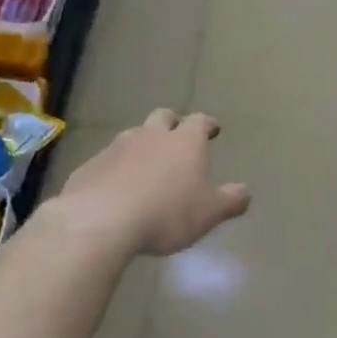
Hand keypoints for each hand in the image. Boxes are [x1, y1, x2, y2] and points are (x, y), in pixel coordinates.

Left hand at [53, 109, 250, 255]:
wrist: (100, 220)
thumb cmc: (167, 213)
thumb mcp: (209, 212)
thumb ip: (231, 200)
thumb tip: (245, 192)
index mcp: (185, 142)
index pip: (200, 122)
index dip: (207, 124)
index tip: (213, 129)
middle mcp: (151, 136)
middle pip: (163, 117)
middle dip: (173, 123)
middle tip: (178, 136)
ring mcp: (117, 148)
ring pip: (133, 135)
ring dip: (143, 144)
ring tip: (147, 162)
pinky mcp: (90, 166)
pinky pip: (108, 160)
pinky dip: (117, 167)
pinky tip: (117, 185)